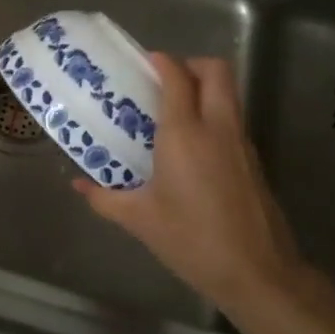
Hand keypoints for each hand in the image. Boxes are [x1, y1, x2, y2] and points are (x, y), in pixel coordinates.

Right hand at [76, 53, 306, 316]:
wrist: (256, 272)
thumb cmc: (191, 239)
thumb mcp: (140, 220)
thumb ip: (105, 198)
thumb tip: (78, 185)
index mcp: (185, 134)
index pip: (177, 77)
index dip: (162, 61)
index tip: (144, 62)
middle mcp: (217, 128)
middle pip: (216, 71)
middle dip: (191, 65)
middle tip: (165, 80)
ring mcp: (240, 142)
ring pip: (229, 93)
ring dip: (205, 88)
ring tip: (174, 110)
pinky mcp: (253, 160)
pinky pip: (232, 119)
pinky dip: (214, 115)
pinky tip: (193, 145)